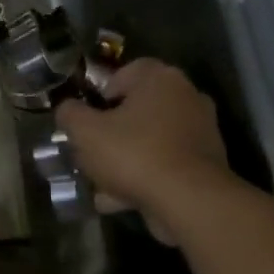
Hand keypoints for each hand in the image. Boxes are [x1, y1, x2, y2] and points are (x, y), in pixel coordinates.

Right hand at [55, 60, 230, 245]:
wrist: (189, 200)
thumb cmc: (133, 154)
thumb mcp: (84, 132)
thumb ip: (69, 114)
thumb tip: (67, 108)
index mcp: (160, 78)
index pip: (123, 73)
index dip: (98, 96)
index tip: (87, 121)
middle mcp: (186, 96)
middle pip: (136, 109)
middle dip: (111, 132)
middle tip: (90, 153)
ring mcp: (201, 130)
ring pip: (149, 140)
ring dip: (125, 159)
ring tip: (101, 184)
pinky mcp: (206, 162)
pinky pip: (165, 163)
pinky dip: (145, 177)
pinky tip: (120, 200)